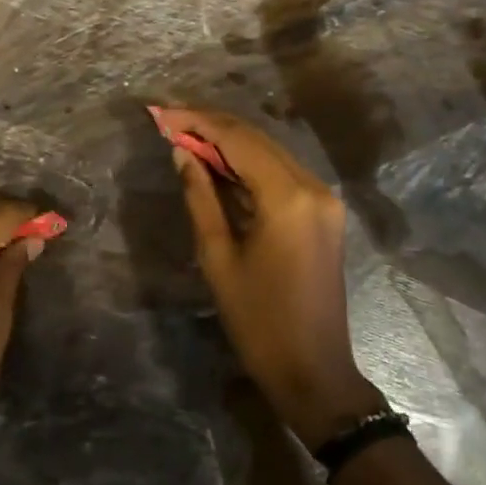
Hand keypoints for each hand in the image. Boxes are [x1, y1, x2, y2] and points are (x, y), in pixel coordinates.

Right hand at [154, 107, 386, 450]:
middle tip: (168, 120)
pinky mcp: (324, 212)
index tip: (161, 114)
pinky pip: (281, 173)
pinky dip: (248, 164)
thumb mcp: (218, 256)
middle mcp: (313, 186)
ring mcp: (324, 199)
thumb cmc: (258, 319)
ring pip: (270, 152)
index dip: (197, 122)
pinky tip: (218, 164)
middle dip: (211, 125)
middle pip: (257, 139)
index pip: (238, 140)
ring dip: (229, 142)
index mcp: (288, 197)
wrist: (313, 369)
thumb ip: (200, 196)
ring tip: (185, 136)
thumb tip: (182, 153)